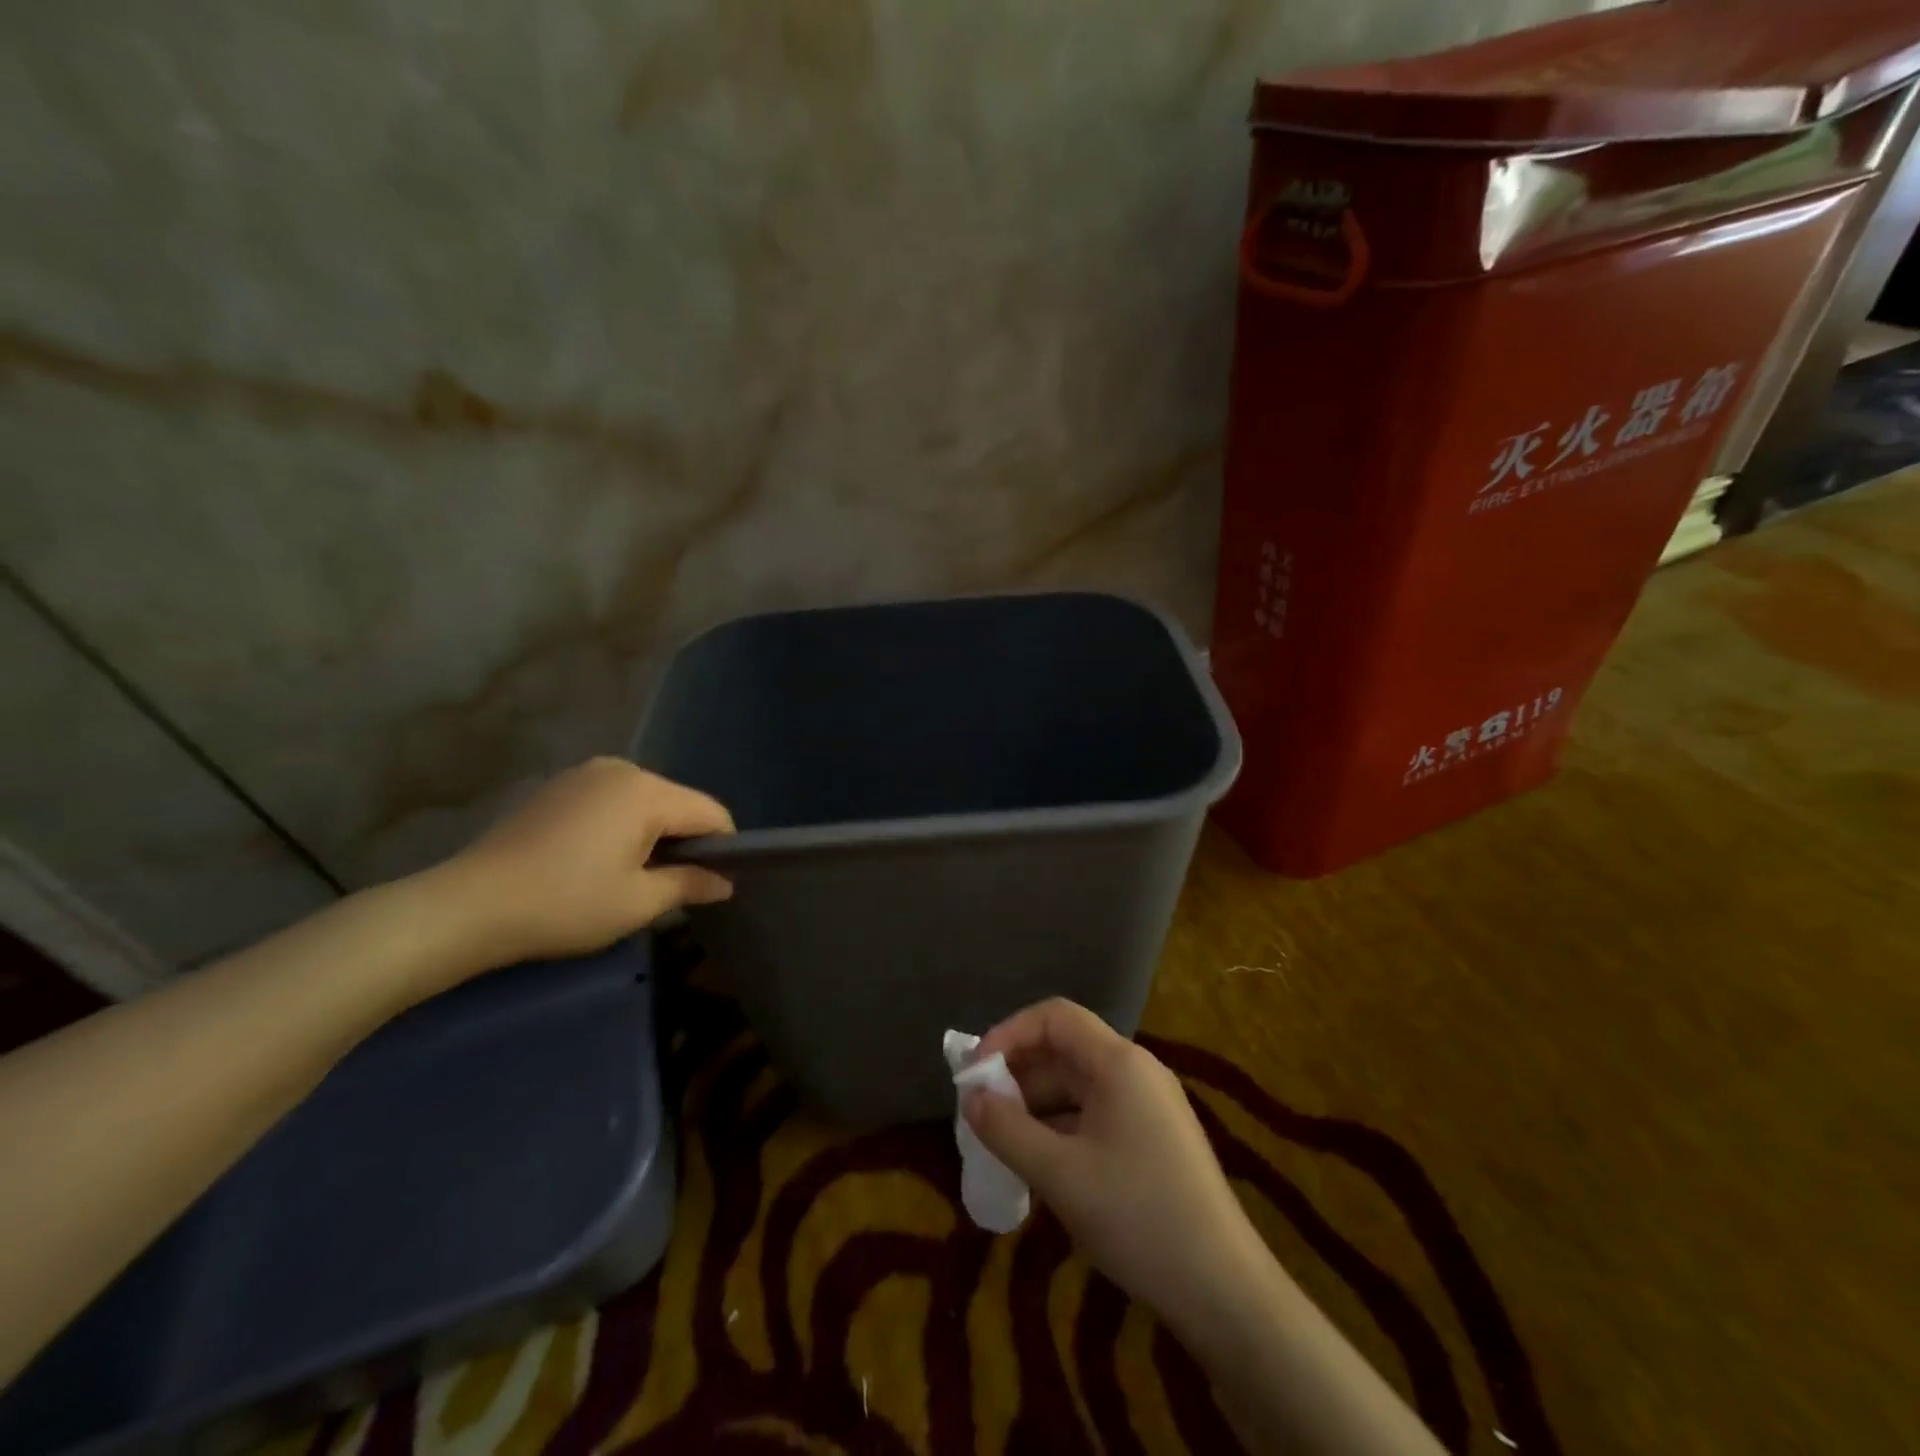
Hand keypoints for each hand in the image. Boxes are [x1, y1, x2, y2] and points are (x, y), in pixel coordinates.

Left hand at [437, 757, 734, 968]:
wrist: (468, 906)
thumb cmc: (566, 904)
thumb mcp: (638, 902)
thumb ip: (691, 883)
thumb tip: (725, 882)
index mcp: (647, 792)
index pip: (710, 813)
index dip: (724, 847)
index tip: (717, 883)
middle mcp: (621, 770)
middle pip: (678, 803)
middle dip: (686, 840)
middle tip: (673, 887)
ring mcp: (585, 774)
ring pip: (645, 801)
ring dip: (652, 834)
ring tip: (634, 876)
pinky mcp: (559, 787)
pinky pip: (612, 801)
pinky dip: (621, 826)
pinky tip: (599, 860)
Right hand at [964, 998, 1271, 1334]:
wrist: (1224, 1291)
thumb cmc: (1137, 1216)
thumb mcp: (1059, 1174)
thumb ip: (1007, 1130)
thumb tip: (970, 1099)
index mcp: (1119, 1062)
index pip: (1055, 1017)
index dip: (1009, 1033)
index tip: (975, 1070)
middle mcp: (1136, 1071)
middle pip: (1066, 1051)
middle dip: (1018, 1075)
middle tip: (979, 1111)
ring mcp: (1150, 1106)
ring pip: (1079, 1087)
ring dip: (1037, 1106)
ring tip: (1001, 1142)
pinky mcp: (1155, 1140)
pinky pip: (1097, 1115)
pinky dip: (1062, 1129)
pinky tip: (1040, 1164)